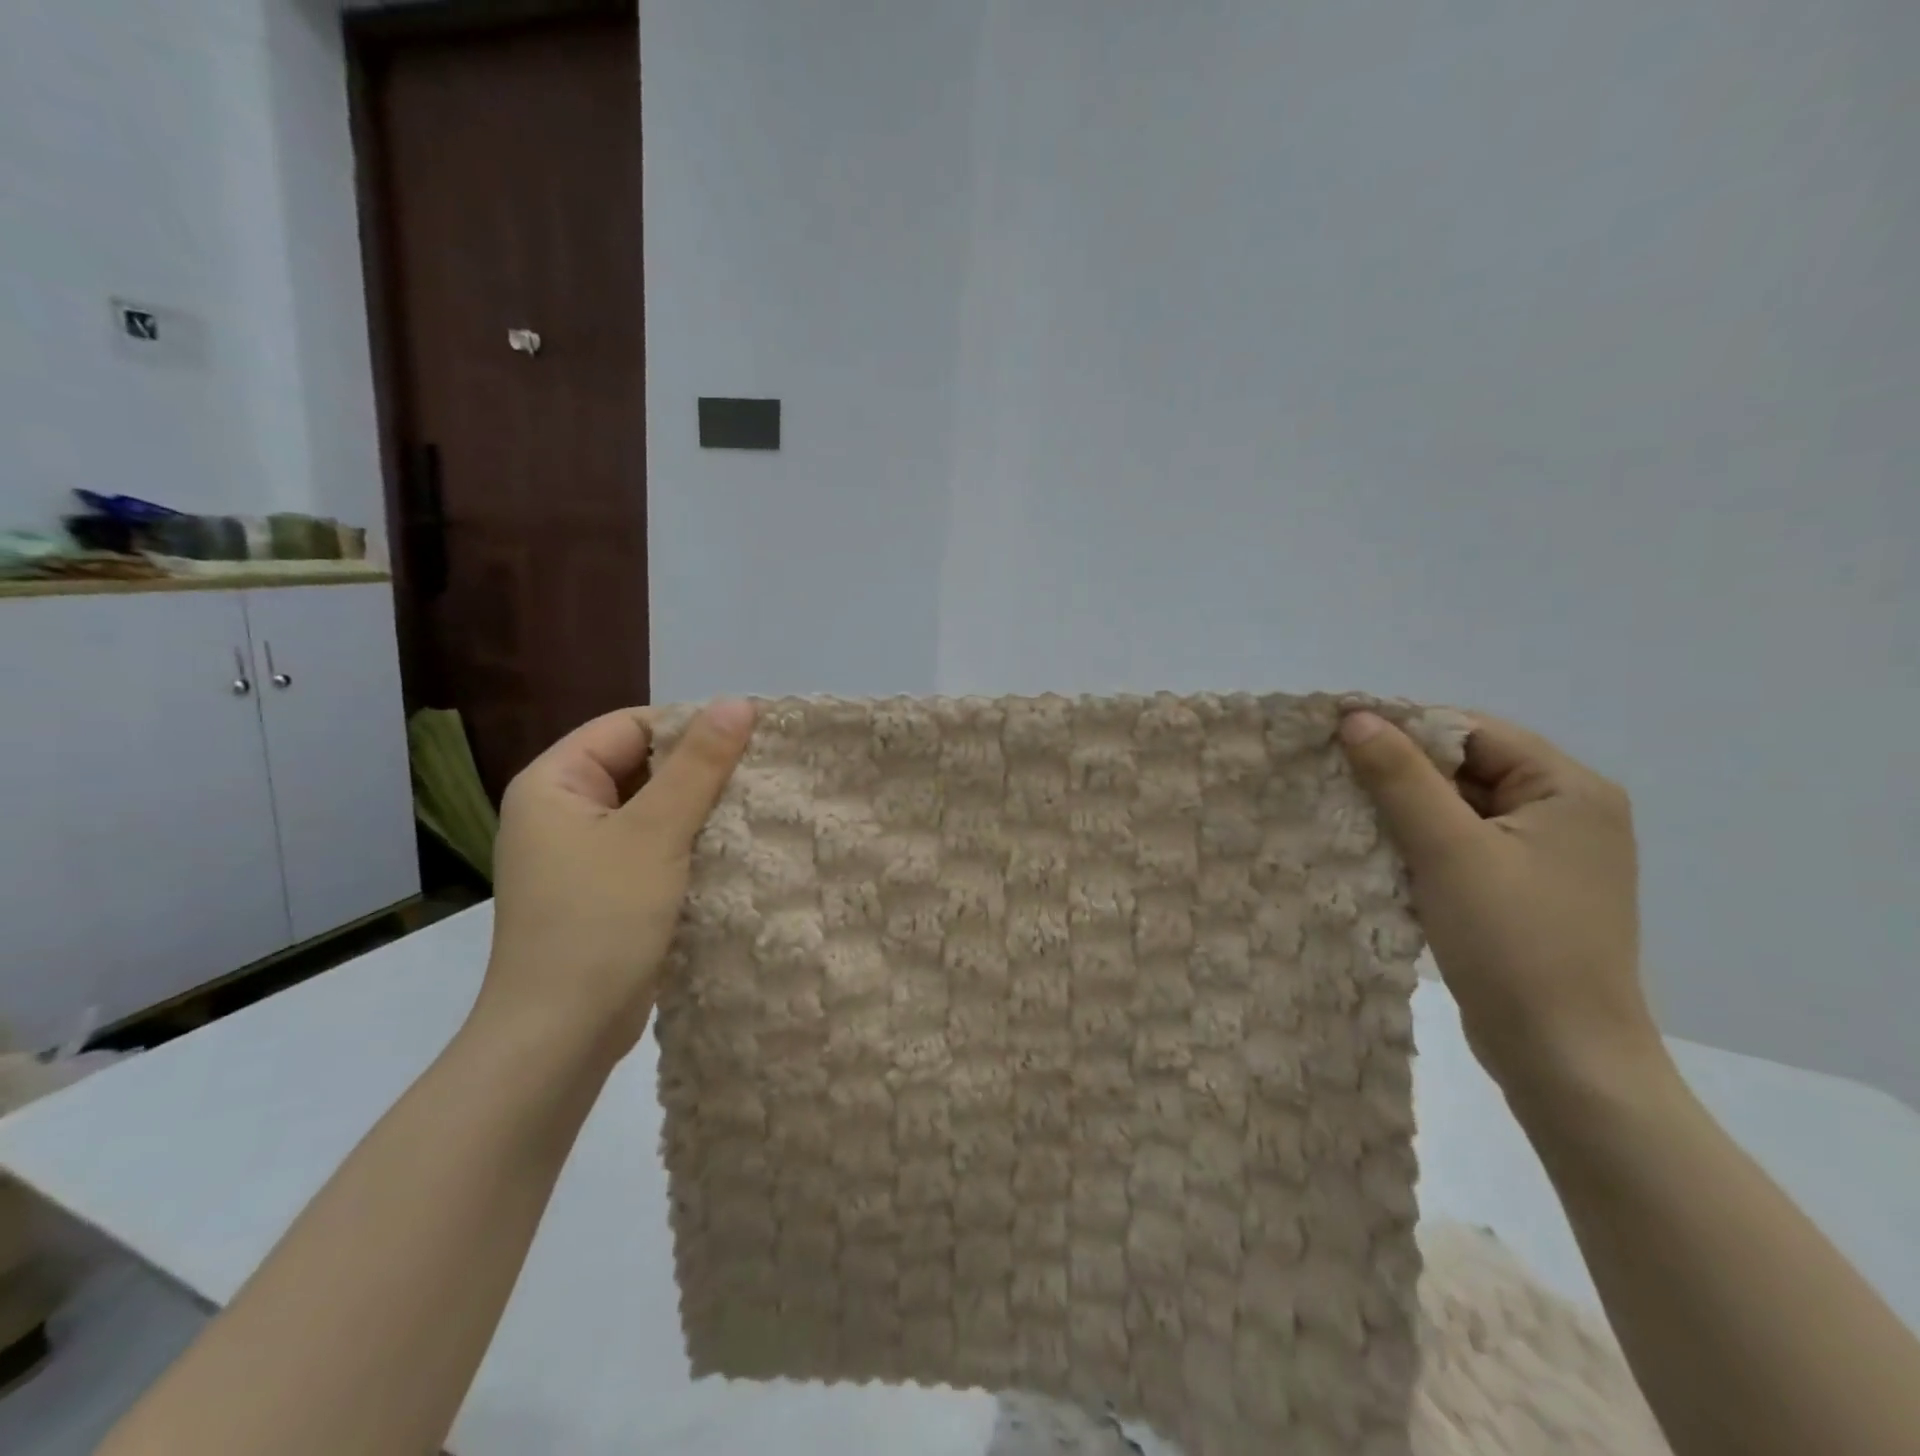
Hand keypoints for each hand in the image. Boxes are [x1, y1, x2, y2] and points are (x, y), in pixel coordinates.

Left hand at [476, 701, 755, 1061]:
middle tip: (761, 774)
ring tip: (758, 807)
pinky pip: (652, 847)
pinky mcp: (604, 891)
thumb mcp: (655, 833)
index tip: (750, 740)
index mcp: (554, 783)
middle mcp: (562, 811)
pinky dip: (689, 844)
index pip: (630, 727)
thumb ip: (699, 766)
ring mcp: (582, 855)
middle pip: (641, 767)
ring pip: (652, 810)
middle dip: (699, 771)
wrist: (562, 1035)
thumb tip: (738, 702)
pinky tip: (733, 849)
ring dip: (699, 809)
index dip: (689, 727)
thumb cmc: (600, 921)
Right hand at [1338, 710, 1663, 1093]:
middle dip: (1399, 773)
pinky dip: (1419, 844)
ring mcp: (1546, 855)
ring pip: (1458, 808)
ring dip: (1404, 811)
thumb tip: (1355, 716)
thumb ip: (1400, 777)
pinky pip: (1461, 845)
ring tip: (1346, 815)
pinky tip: (1378, 854)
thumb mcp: (1449, 850)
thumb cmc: (1514, 943)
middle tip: (1333, 778)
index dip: (1404, 729)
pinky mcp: (1522, 890)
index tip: (1338, 738)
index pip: (1472, 732)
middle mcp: (1567, 812)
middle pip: (1466, 768)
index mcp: (1570, 789)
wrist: (1562, 1057)